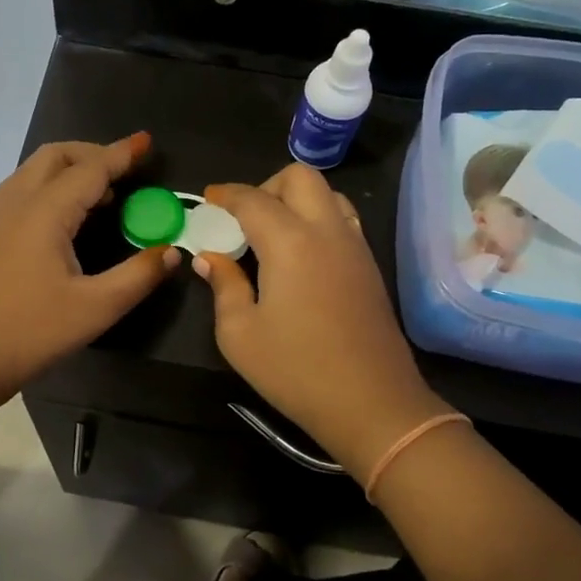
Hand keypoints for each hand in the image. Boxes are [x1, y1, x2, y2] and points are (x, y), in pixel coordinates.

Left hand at [0, 134, 178, 410]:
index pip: (90, 169)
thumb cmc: (30, 333)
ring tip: (103, 193)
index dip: (121, 154)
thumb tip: (172, 251)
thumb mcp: (95, 309)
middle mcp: (15, 202)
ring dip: (70, 169)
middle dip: (93, 153)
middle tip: (125, 170)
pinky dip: (50, 186)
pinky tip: (67, 219)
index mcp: (44, 212)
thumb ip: (138, 276)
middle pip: (56, 156)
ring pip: (34, 170)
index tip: (147, 141)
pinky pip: (22, 190)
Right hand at [194, 164, 452, 474]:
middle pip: (300, 177)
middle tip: (244, 220)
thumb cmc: (296, 370)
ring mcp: (356, 246)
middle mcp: (327, 231)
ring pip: (328, 194)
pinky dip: (317, 220)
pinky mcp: (370, 267)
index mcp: (290, 241)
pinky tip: (299, 258)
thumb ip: (223, 286)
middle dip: (266, 186)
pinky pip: (343, 220)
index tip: (208, 201)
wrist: (372, 404)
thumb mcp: (239, 334)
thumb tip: (209, 259)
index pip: (253, 199)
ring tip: (272, 236)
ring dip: (296, 201)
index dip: (226, 195)